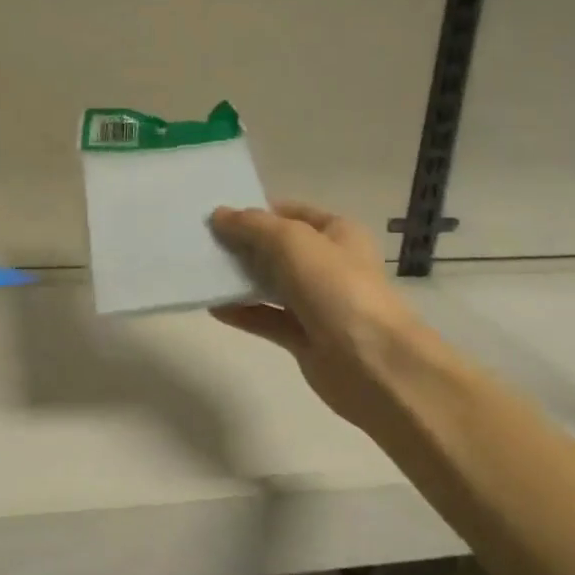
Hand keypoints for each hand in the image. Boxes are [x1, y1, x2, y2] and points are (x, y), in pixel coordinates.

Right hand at [209, 202, 424, 439]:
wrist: (372, 363)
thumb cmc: (337, 288)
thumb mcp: (292, 241)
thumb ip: (253, 226)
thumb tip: (219, 215)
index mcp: (337, 233)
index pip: (291, 213)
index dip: (257, 212)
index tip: (218, 216)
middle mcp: (328, 264)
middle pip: (277, 249)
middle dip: (243, 245)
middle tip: (201, 242)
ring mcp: (316, 303)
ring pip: (270, 284)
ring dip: (239, 279)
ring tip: (202, 272)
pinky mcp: (304, 337)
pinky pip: (266, 319)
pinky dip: (242, 312)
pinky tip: (213, 307)